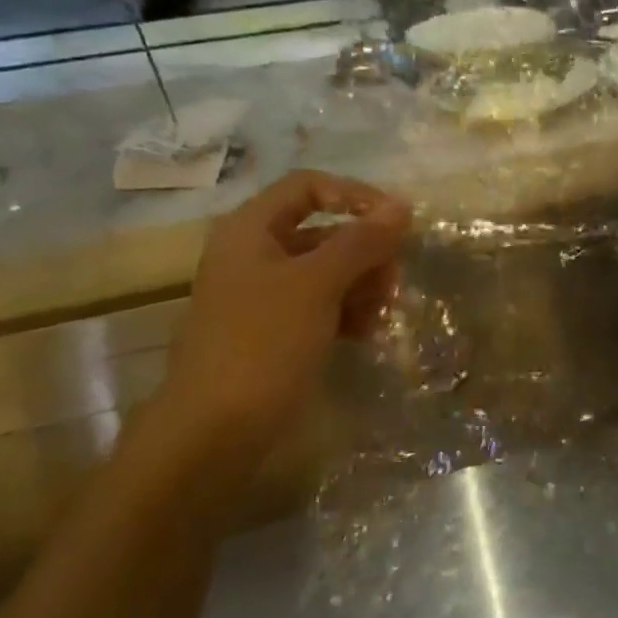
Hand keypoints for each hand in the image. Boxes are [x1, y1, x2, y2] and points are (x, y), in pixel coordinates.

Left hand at [157, 170, 410, 451]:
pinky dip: (349, 312)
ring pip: (328, 271)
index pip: (309, 187)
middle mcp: (256, 255)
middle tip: (395, 279)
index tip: (397, 222)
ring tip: (384, 312)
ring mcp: (266, 296)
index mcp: (251, 230)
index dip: (355, 195)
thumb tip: (402, 206)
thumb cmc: (263, 343)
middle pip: (324, 231)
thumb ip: (361, 241)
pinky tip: (369, 332)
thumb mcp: (317, 284)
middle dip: (366, 251)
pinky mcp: (277, 332)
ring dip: (363, 284)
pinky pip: (322, 306)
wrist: (215, 430)